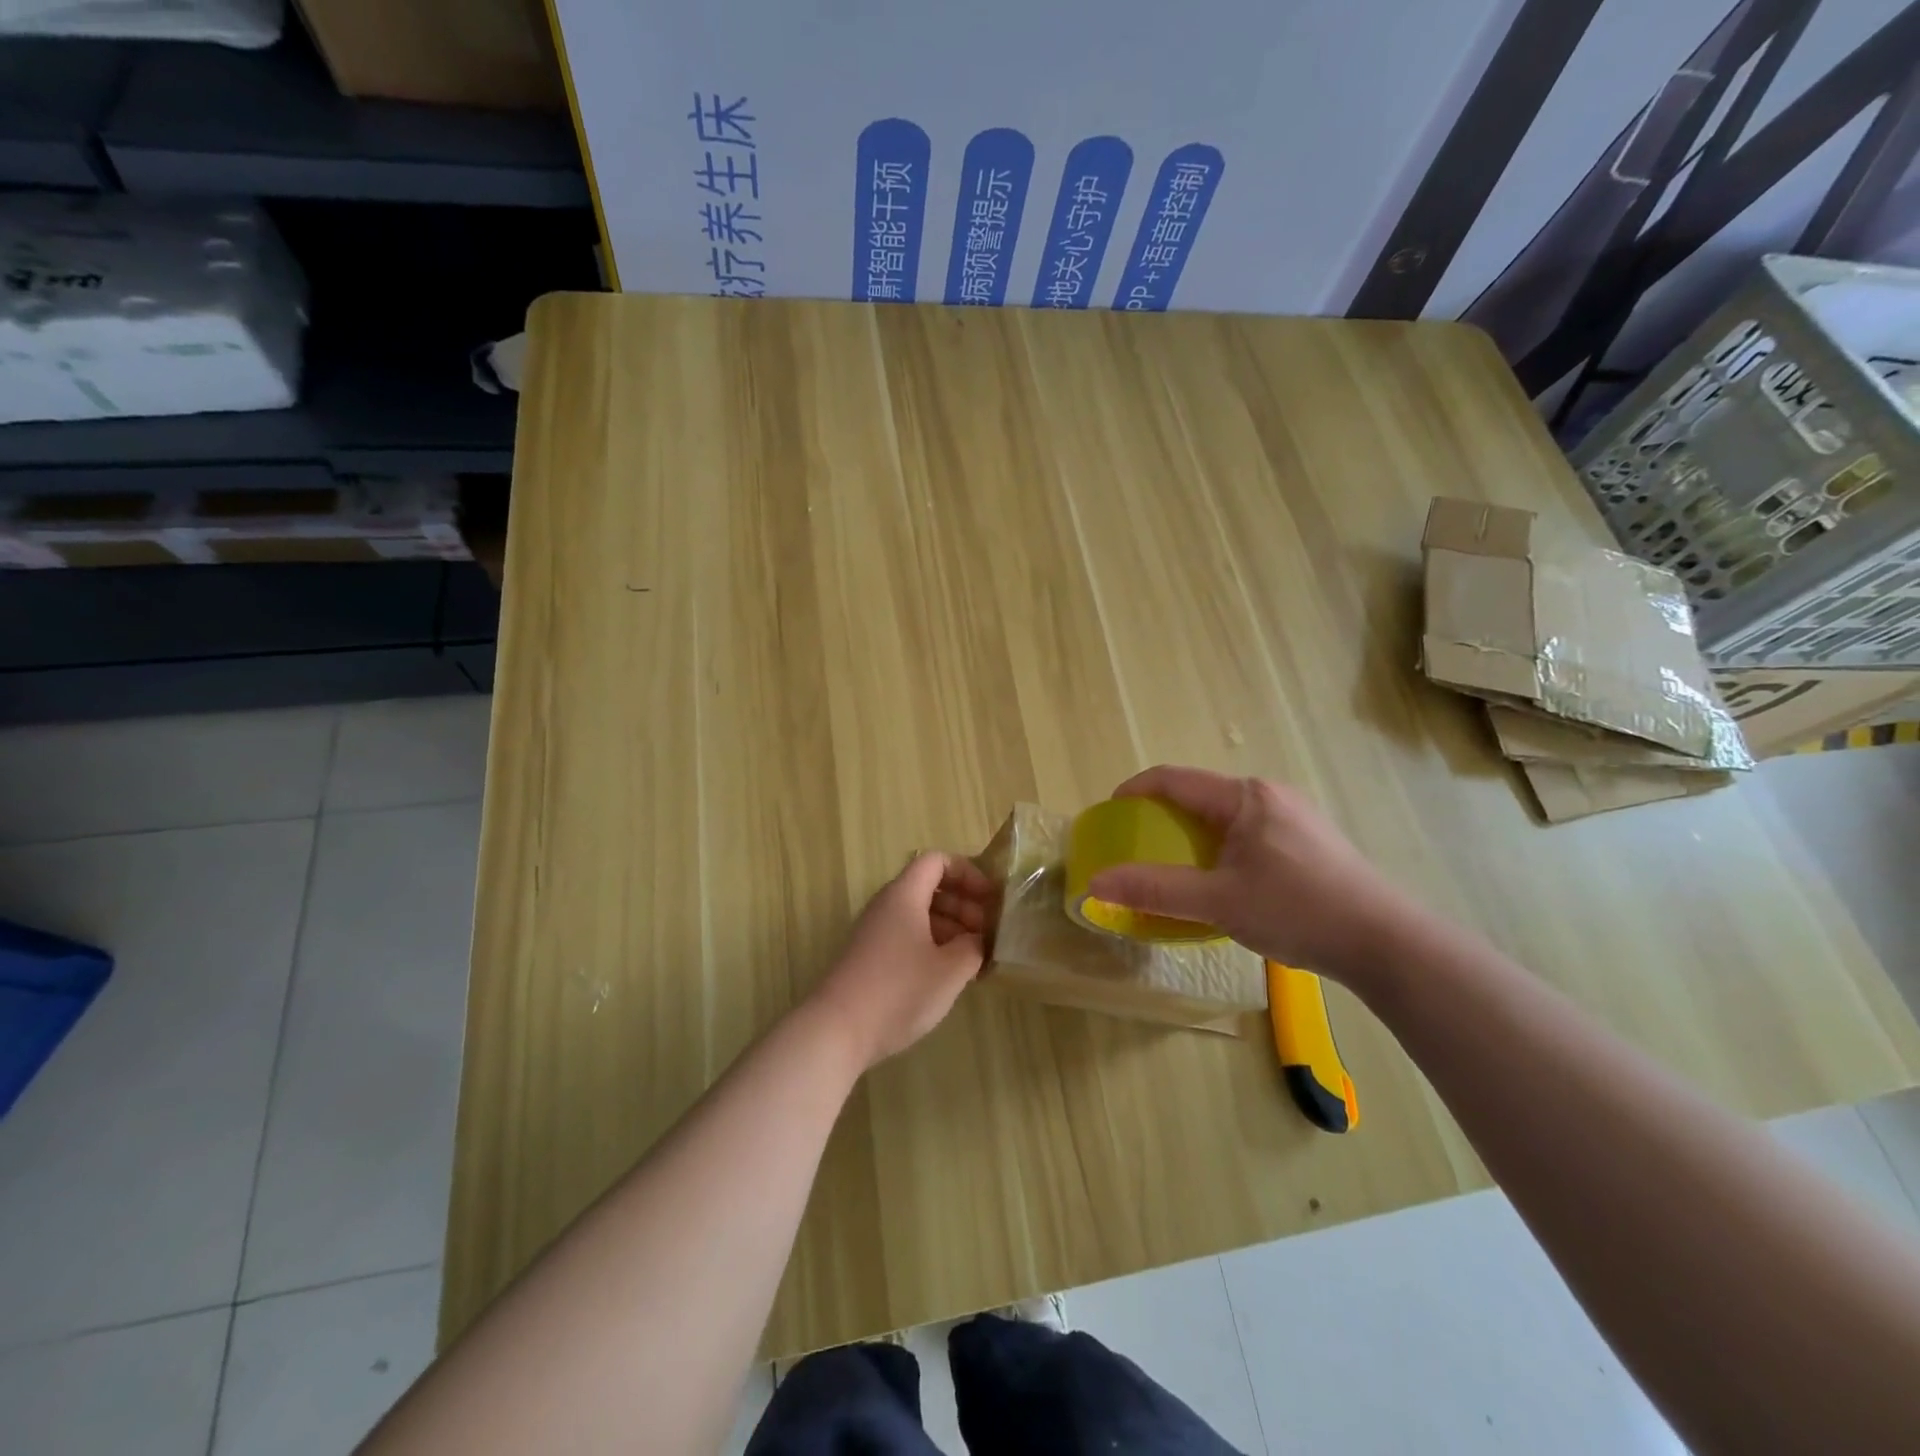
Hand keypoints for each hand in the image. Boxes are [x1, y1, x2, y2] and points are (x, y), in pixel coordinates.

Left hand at [808, 852, 991, 1070]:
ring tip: (974, 958)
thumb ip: (973, 946)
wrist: (837, 1030)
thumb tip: (977, 940)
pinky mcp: (870, 957)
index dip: (967, 873)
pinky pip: (907, 936)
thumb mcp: (950, 970)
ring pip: (919, 914)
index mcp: (904, 895)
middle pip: (930, 887)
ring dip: (951, 927)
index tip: (990, 899)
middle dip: (963, 904)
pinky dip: (932, 945)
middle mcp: (887, 905)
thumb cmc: (899, 991)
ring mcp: (875, 931)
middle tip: (987, 933)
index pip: (937, 861)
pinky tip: (948, 975)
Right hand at [1085, 766, 1416, 984]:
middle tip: (1138, 848)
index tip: (1110, 814)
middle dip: (1162, 817)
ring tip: (1175, 868)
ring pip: (1224, 816)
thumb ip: (1156, 889)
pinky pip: (1247, 832)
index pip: (1174, 779)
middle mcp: (1268, 795)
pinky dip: (1219, 847)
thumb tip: (1096, 882)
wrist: (1385, 942)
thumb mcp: (1219, 902)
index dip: (1135, 791)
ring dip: (1192, 835)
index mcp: (1244, 797)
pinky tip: (1223, 881)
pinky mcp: (1308, 840)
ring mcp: (1293, 816)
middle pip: (1199, 795)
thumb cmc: (1297, 911)